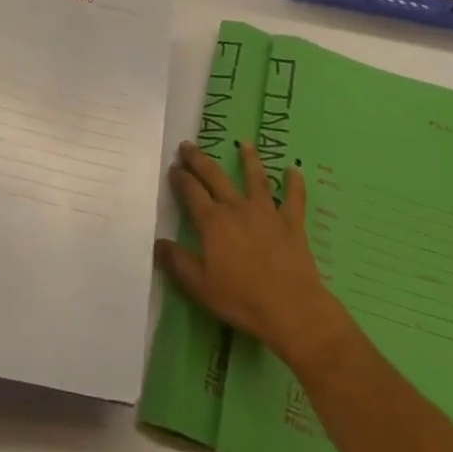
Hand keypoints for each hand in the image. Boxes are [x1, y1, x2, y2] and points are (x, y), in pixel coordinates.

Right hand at [154, 140, 343, 365]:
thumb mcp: (199, 285)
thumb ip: (177, 261)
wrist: (289, 307)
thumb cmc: (240, 298)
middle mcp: (237, 208)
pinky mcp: (292, 223)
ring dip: (249, 160)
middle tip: (188, 145)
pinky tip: (294, 169)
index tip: (173, 166)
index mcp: (213, 222)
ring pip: (256, 179)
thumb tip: (157, 242)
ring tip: (245, 143)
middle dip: (200, 160)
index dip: (181, 178)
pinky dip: (295, 183)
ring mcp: (267, 212)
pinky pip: (294, 198)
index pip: (192, 192)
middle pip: (216, 177)